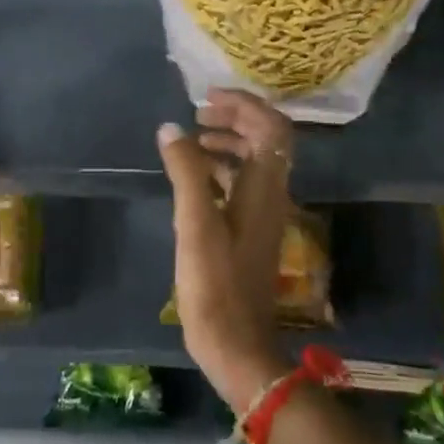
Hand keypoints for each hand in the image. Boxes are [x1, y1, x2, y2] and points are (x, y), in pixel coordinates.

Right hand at [157, 89, 296, 410]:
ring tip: (192, 140)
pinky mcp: (249, 232)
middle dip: (235, 118)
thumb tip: (172, 127)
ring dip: (228, 142)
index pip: (271, 127)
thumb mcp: (195, 224)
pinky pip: (241, 184)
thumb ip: (186, 172)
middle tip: (198, 113)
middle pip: (265, 139)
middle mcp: (270, 195)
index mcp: (264, 188)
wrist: (237, 345)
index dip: (244, 104)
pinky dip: (220, 169)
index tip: (207, 98)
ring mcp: (262, 215)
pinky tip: (193, 178)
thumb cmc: (216, 284)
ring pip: (253, 162)